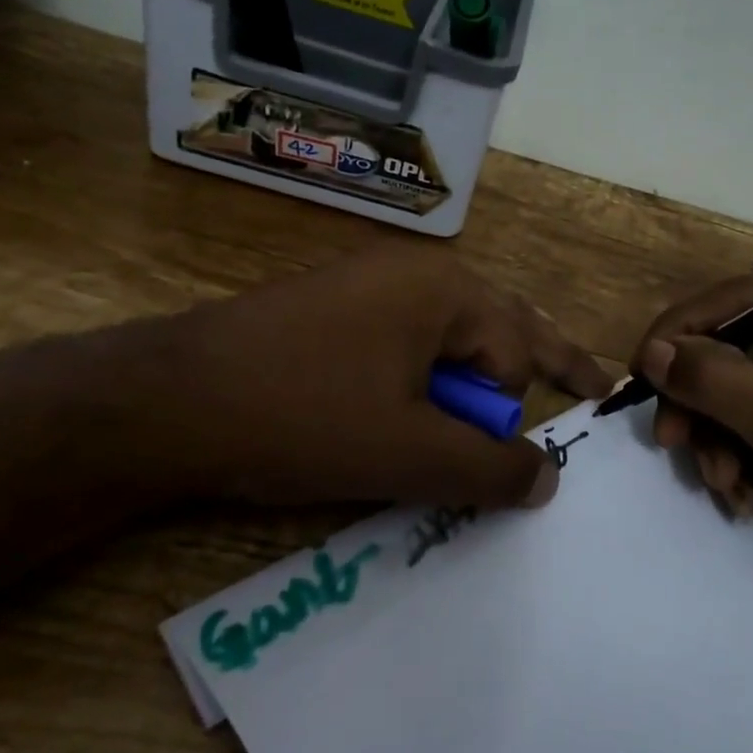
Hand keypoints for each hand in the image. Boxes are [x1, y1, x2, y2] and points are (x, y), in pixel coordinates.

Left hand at [123, 249, 611, 510]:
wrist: (168, 400)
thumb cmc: (303, 417)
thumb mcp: (409, 453)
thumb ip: (490, 469)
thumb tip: (549, 479)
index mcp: (445, 289)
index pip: (516, 351)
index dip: (513, 411)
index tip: (512, 459)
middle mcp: (414, 273)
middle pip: (498, 323)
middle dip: (539, 358)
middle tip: (584, 382)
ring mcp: (368, 284)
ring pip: (450, 333)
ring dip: (477, 375)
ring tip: (490, 414)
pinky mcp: (333, 310)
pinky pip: (405, 340)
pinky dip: (428, 376)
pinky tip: (419, 405)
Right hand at [633, 276, 752, 617]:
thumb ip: (714, 380)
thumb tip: (652, 352)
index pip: (735, 299)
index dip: (679, 333)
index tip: (639, 377)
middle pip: (728, 347)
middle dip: (701, 403)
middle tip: (674, 444)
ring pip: (732, 390)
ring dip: (717, 440)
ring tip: (729, 486)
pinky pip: (752, 420)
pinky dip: (738, 457)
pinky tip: (747, 496)